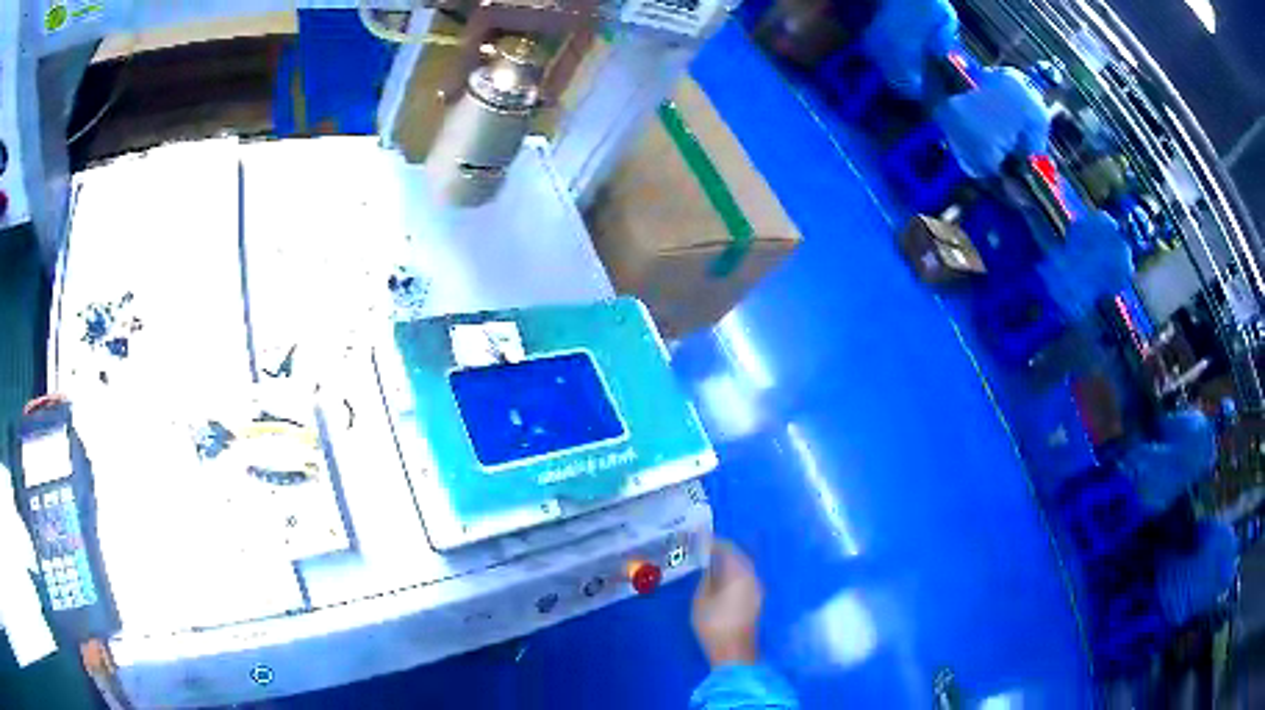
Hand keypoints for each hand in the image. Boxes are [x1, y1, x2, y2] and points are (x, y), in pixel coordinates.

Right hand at [692, 540, 762, 666]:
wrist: (734, 651)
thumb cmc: (714, 623)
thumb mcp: (701, 598)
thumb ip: (707, 578)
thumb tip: (710, 566)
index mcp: (739, 572)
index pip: (728, 548)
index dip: (713, 542)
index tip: (699, 538)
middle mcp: (752, 576)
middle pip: (739, 556)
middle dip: (723, 550)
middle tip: (704, 548)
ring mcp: (757, 589)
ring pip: (743, 567)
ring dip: (729, 562)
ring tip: (710, 562)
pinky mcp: (756, 600)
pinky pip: (745, 578)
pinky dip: (733, 573)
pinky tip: (720, 579)